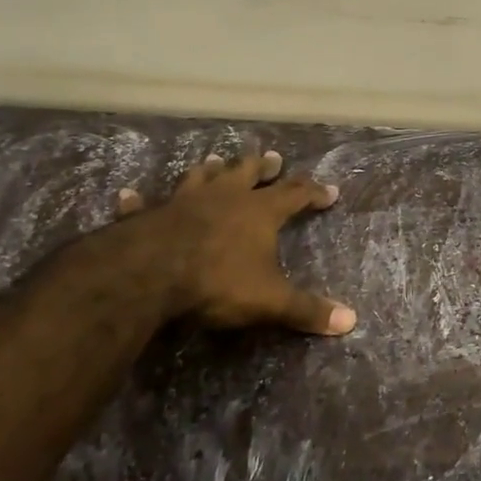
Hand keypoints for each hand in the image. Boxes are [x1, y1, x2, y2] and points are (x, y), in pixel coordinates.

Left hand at [73, 150, 355, 335]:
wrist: (150, 273)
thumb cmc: (218, 281)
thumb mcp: (270, 300)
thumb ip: (307, 310)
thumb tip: (351, 322)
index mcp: (259, 211)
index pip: (296, 194)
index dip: (314, 192)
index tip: (330, 192)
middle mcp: (225, 197)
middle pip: (249, 172)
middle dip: (264, 166)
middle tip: (274, 158)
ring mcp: (184, 201)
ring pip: (202, 176)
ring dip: (211, 169)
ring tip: (216, 161)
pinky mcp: (149, 215)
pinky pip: (144, 204)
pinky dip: (138, 200)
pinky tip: (129, 194)